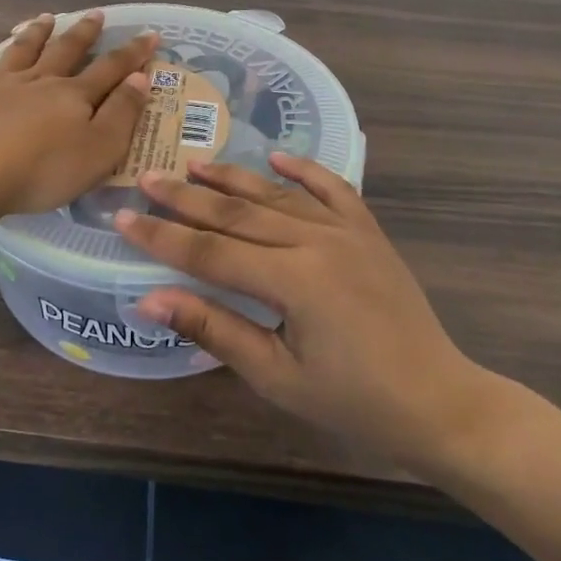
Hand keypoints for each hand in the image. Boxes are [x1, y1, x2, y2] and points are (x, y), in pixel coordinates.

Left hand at [0, 11, 156, 218]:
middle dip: (84, 33)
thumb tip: (140, 78)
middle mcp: (39, 80)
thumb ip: (122, 114)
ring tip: (46, 18)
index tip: (149, 34)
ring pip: (23, 50)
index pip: (111, 68)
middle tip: (96, 14)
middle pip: (66, 50)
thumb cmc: (42, 170)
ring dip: (36, 33)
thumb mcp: (99, 150)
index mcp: (73, 95)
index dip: (133, 53)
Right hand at [116, 155, 510, 477]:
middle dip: (187, 198)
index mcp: (294, 280)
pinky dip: (304, 171)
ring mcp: (347, 231)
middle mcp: (317, 242)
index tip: (123, 218)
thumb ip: (214, 328)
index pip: (211, 252)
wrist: (438, 401)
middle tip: (147, 178)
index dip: (163, 237)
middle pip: (237, 215)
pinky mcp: (368, 232)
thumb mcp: (277, 377)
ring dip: (233, 178)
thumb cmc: (354, 402)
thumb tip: (149, 299)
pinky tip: (277, 158)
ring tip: (194, 163)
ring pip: (277, 196)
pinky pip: (333, 189)